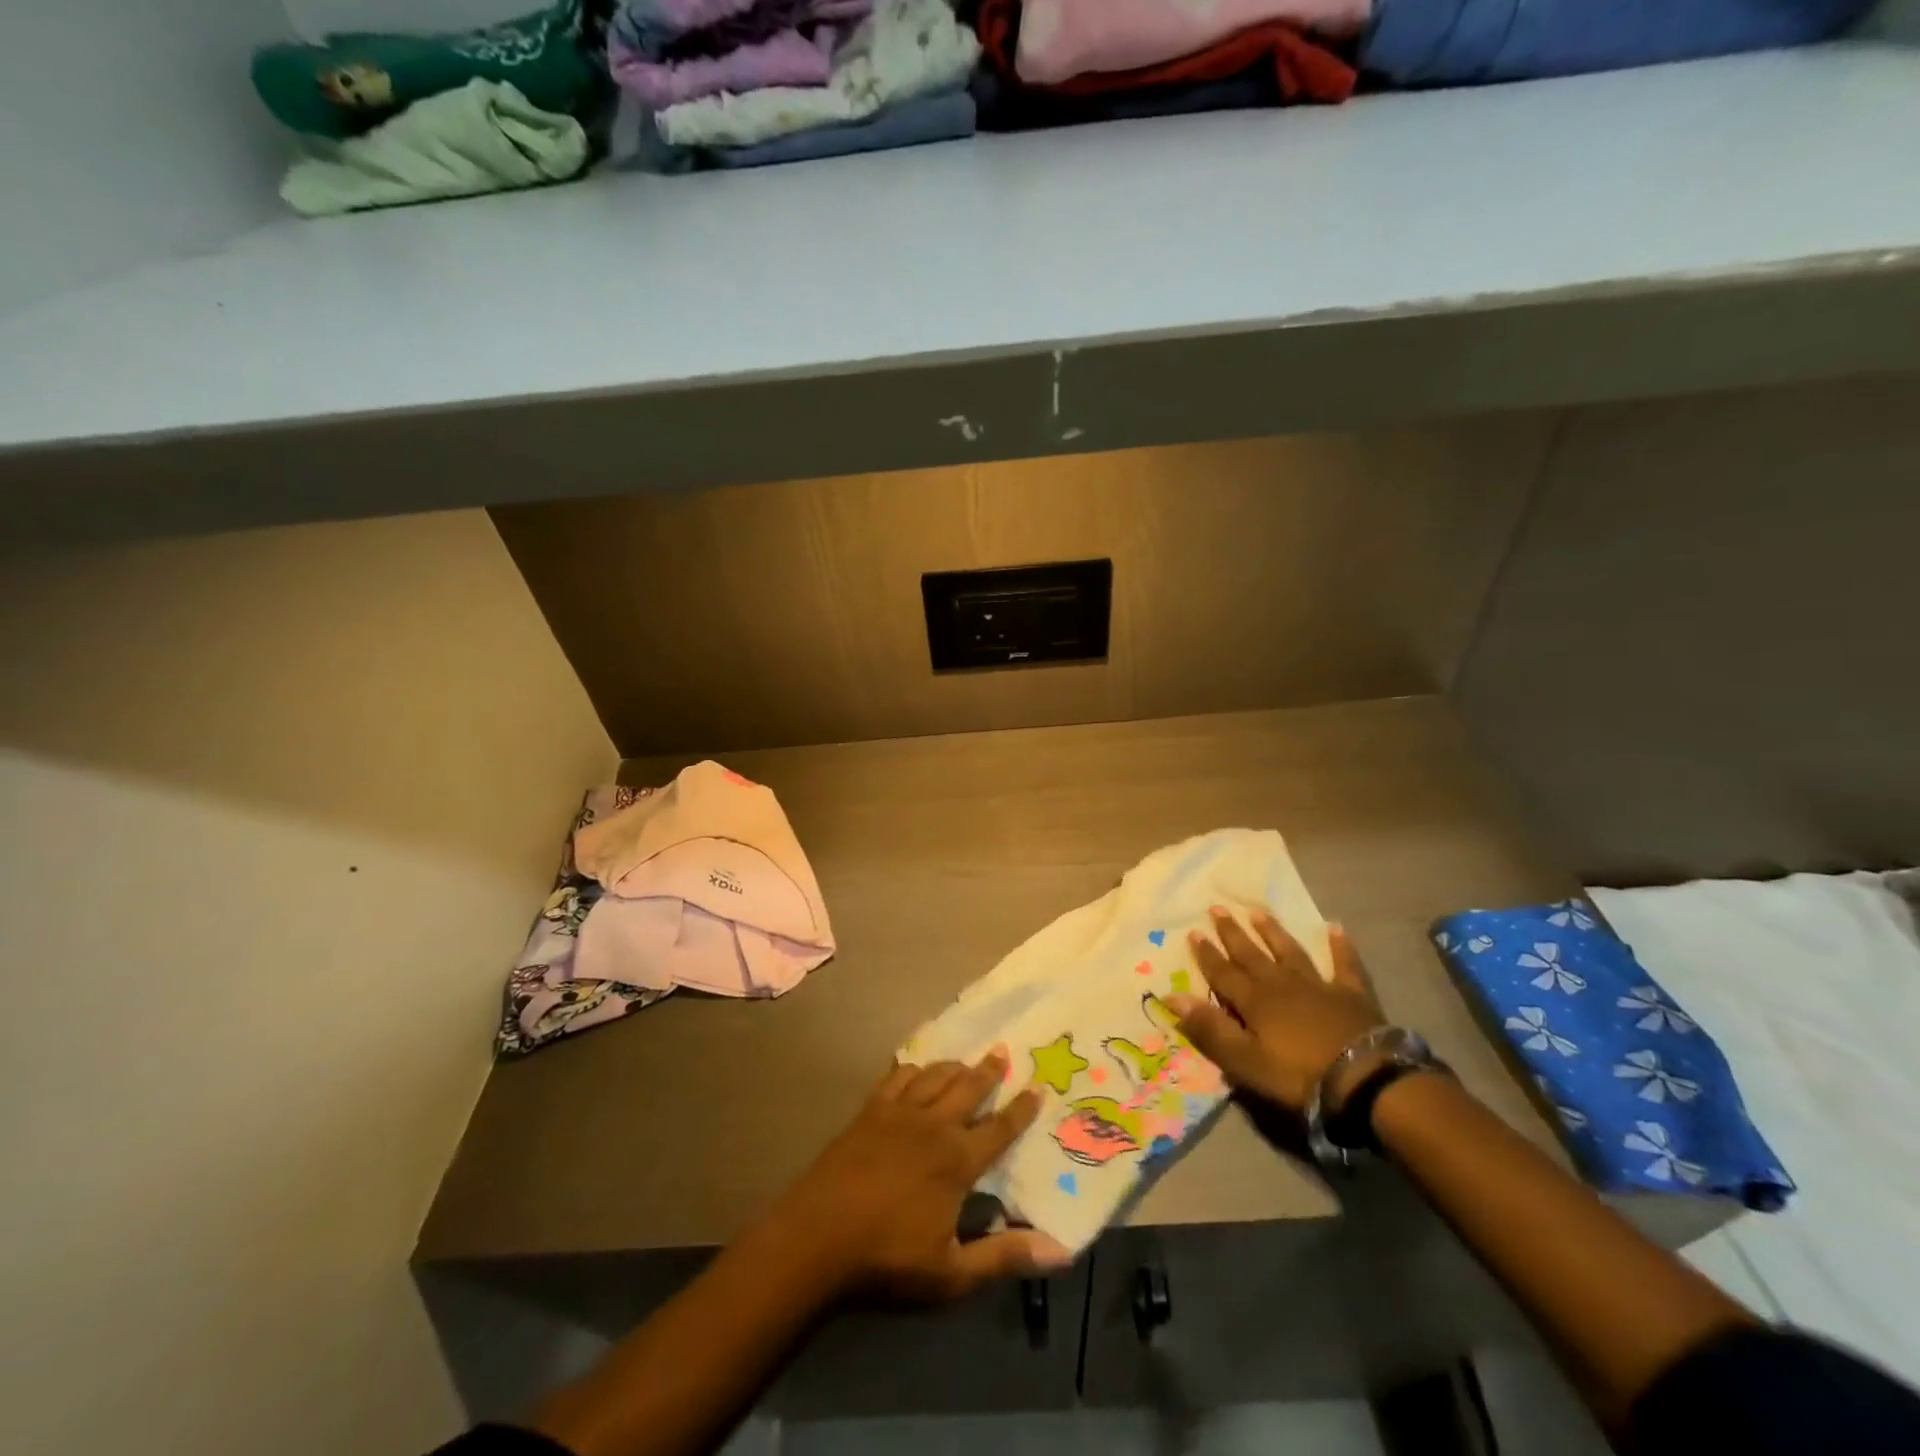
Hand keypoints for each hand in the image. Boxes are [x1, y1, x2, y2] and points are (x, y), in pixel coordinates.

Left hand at [770, 1051, 1072, 1302]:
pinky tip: (915, 1069)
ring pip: (935, 1075)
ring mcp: (899, 1111)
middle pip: (969, 1087)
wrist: (818, 1234)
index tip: (1038, 1087)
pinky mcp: (870, 1109)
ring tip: (965, 1060)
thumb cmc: (887, 1256)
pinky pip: (898, 1076)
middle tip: (1003, 1051)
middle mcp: (934, 1124)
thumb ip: (1004, 1256)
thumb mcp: (952, 1272)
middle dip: (989, 1070)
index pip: (1000, 1127)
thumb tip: (1062, 1252)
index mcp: (958, 1159)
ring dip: (954, 1065)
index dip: (1022, 1108)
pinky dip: (912, 1068)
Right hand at [1168, 908, 1385, 1112]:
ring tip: (1258, 912)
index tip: (1193, 932)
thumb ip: (1209, 1028)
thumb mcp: (1245, 1061)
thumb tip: (1171, 997)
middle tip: (1218, 908)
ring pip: (1289, 951)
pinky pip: (1344, 964)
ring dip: (1273, 932)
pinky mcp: (1351, 994)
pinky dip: (1340, 946)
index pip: (1223, 973)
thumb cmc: (1298, 1075)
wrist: (1364, 1079)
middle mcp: (1281, 984)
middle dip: (1233, 933)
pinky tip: (1335, 927)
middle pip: (1252, 955)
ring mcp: (1318, 985)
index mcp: (1254, 1001)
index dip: (1207, 954)